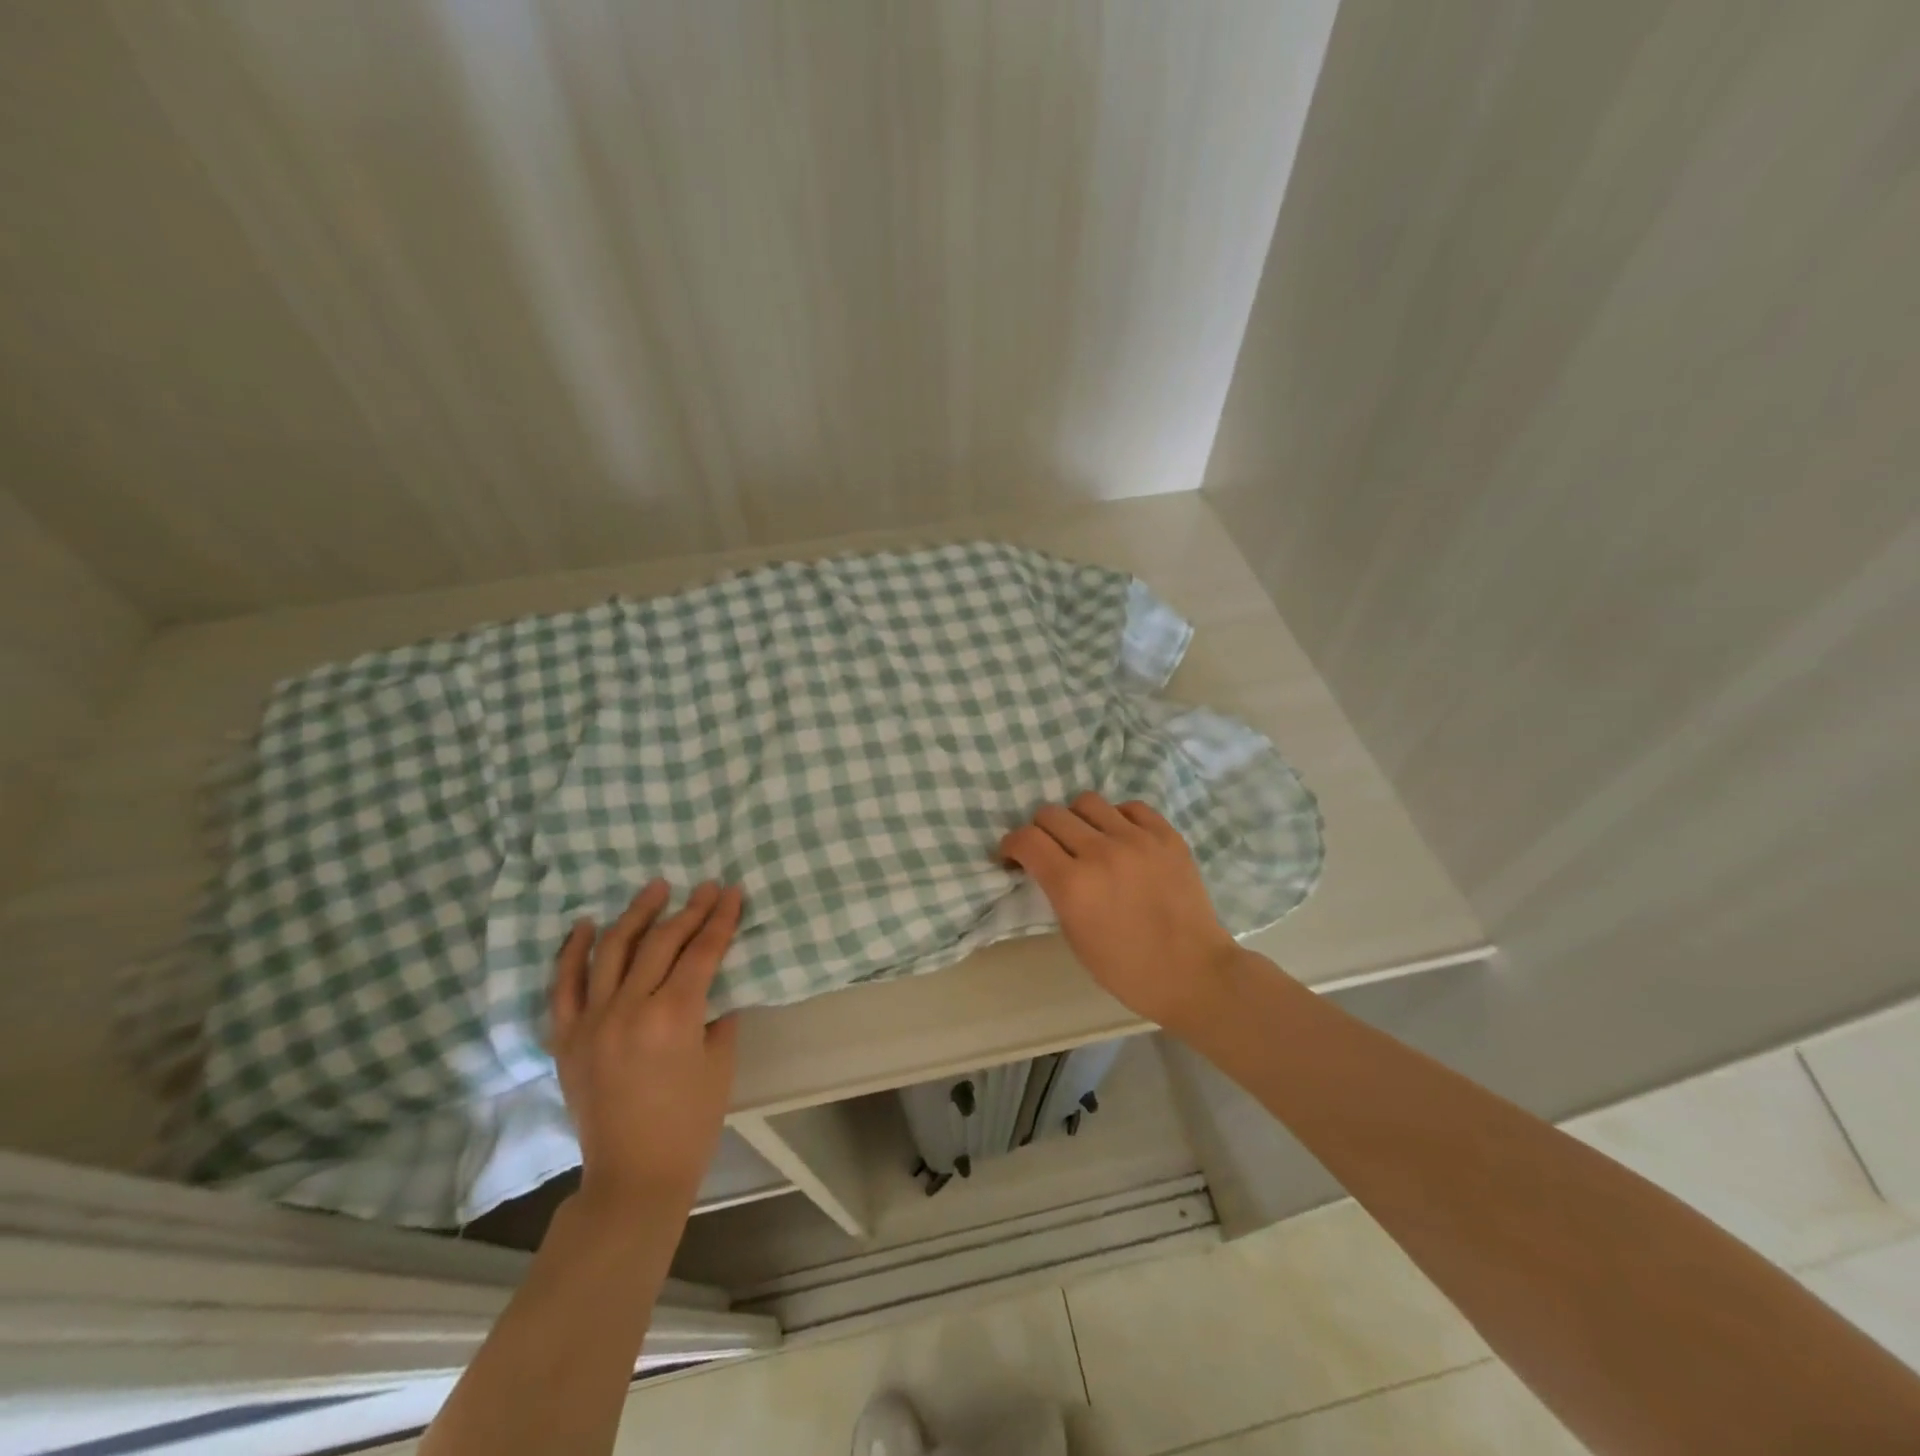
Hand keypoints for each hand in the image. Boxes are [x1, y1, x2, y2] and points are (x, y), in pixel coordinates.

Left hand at [548, 880, 741, 1218]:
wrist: (633, 1176)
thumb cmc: (690, 1123)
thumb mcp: (720, 1063)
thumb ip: (718, 1015)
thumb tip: (713, 986)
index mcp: (674, 1017)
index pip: (702, 951)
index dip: (721, 919)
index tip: (732, 892)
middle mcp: (629, 1009)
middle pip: (661, 943)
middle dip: (689, 910)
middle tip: (706, 887)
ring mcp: (592, 1021)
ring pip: (612, 950)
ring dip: (636, 914)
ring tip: (655, 888)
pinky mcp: (567, 1038)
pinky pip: (564, 985)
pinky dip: (573, 951)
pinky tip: (586, 924)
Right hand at [1000, 793, 1240, 1031]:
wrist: (1194, 973)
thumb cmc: (1126, 969)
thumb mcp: (1074, 935)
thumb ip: (1056, 891)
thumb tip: (1045, 865)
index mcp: (1073, 885)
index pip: (1026, 839)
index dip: (1011, 844)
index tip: (1012, 855)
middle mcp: (1101, 852)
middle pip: (1051, 814)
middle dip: (1040, 830)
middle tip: (1048, 849)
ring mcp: (1138, 839)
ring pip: (1088, 801)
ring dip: (1077, 819)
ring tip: (1087, 839)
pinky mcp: (1167, 836)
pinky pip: (1130, 807)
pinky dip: (1117, 818)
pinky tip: (1121, 837)